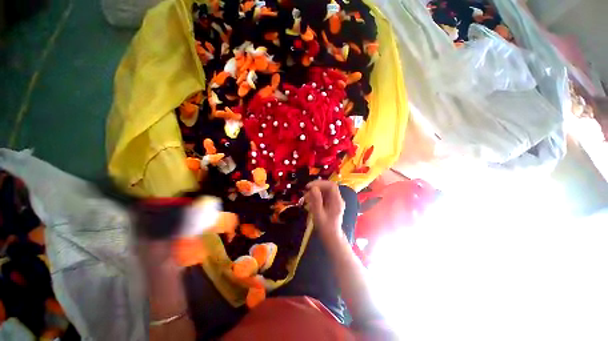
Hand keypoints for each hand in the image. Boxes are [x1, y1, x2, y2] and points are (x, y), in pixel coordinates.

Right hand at [305, 180, 344, 239]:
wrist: (331, 237)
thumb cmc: (325, 228)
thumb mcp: (318, 215)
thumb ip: (316, 201)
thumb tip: (313, 188)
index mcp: (337, 201)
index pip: (331, 186)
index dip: (320, 183)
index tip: (309, 187)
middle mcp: (338, 199)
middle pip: (328, 186)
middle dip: (316, 186)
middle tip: (306, 191)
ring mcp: (335, 201)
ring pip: (325, 190)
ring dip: (315, 191)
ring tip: (306, 197)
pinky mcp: (331, 203)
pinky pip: (324, 195)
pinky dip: (316, 195)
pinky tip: (310, 200)